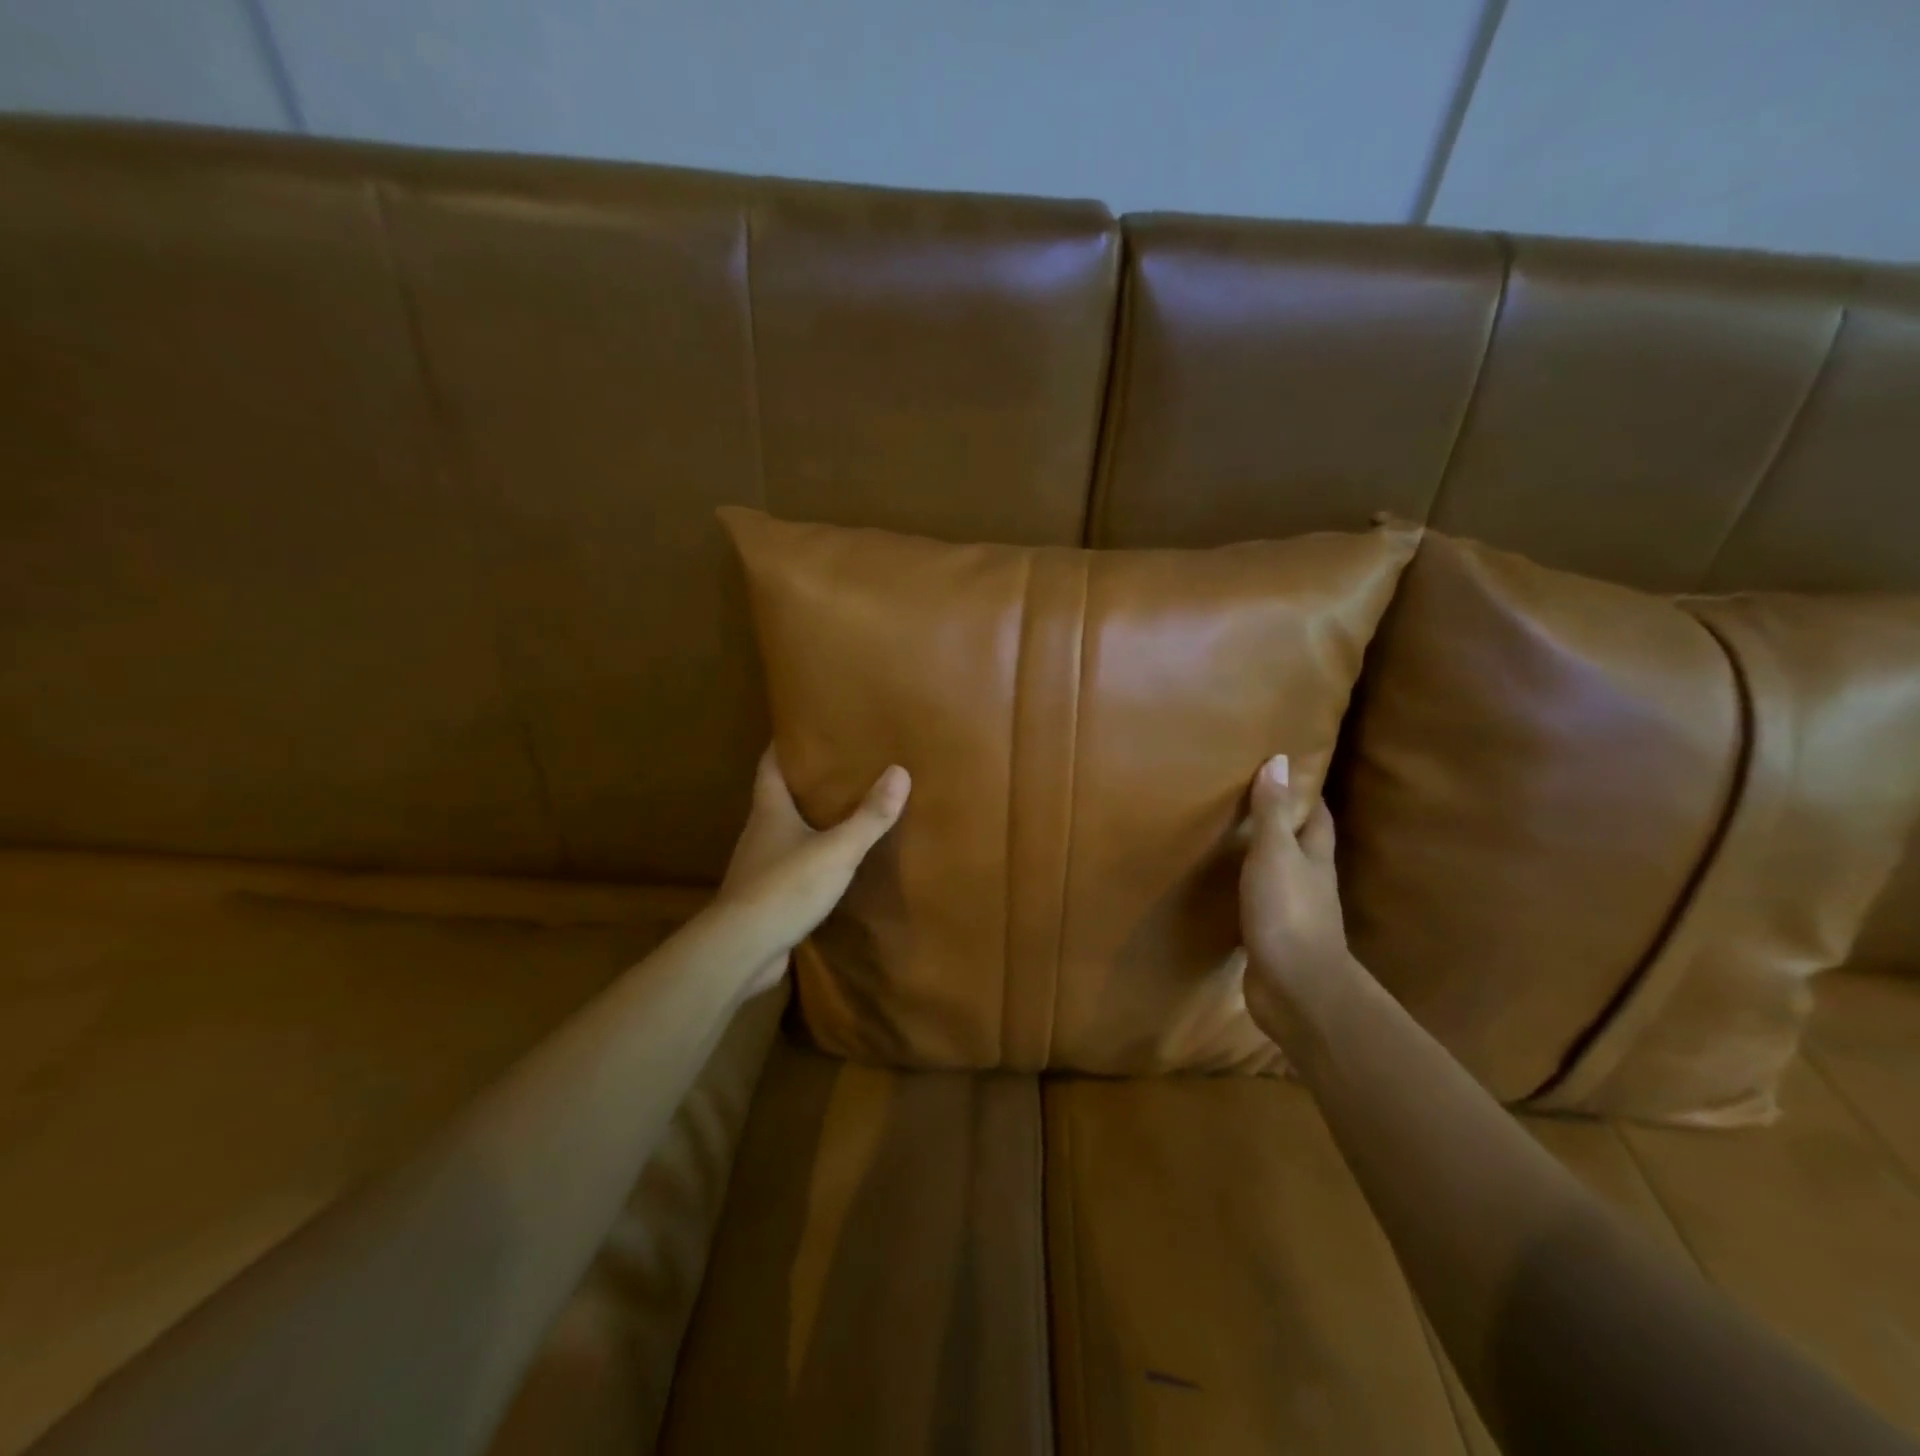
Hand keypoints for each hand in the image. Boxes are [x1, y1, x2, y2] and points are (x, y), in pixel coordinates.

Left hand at [718, 746, 910, 996]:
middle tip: (837, 769)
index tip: (802, 729)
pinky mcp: (762, 898)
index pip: (769, 765)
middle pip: (775, 798)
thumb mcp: (837, 849)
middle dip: (801, 783)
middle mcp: (758, 833)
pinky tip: (827, 865)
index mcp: (769, 811)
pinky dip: (804, 859)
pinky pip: (786, 868)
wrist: (743, 949)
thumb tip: (900, 771)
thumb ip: (869, 816)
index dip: (783, 745)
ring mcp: (757, 867)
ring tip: (838, 814)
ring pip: (781, 834)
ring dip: (804, 823)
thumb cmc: (786, 886)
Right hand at [1240, 753, 1358, 1049]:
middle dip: (1283, 824)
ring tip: (1232, 838)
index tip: (1287, 772)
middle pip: (1301, 846)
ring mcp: (1293, 913)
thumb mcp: (1275, 854)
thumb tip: (1280, 760)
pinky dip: (1247, 892)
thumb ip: (1273, 812)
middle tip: (1250, 801)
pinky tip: (1226, 889)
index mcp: (1315, 859)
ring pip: (1280, 876)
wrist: (1296, 989)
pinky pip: (1259, 905)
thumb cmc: (1288, 912)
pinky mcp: (1273, 939)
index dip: (1306, 794)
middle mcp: (1310, 882)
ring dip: (1263, 859)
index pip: (1317, 817)